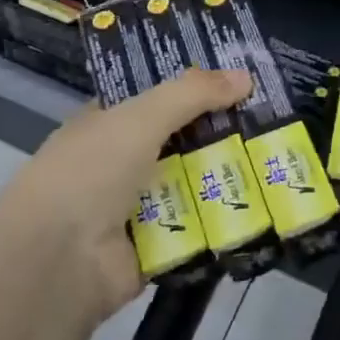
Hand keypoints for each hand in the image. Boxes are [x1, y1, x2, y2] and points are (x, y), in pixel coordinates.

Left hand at [0, 68, 252, 326]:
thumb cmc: (89, 174)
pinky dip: (225, 221)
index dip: (196, 88)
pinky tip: (267, 207)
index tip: (242, 81)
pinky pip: (198, 228)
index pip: (157, 99)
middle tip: (276, 122)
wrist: (57, 263)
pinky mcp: (155, 248)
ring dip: (229, 177)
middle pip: (182, 142)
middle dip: (223, 133)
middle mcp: (120, 164)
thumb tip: (246, 76)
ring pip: (194, 185)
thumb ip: (192, 94)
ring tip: (282, 162)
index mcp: (106, 125)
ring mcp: (137, 208)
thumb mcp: (140, 118)